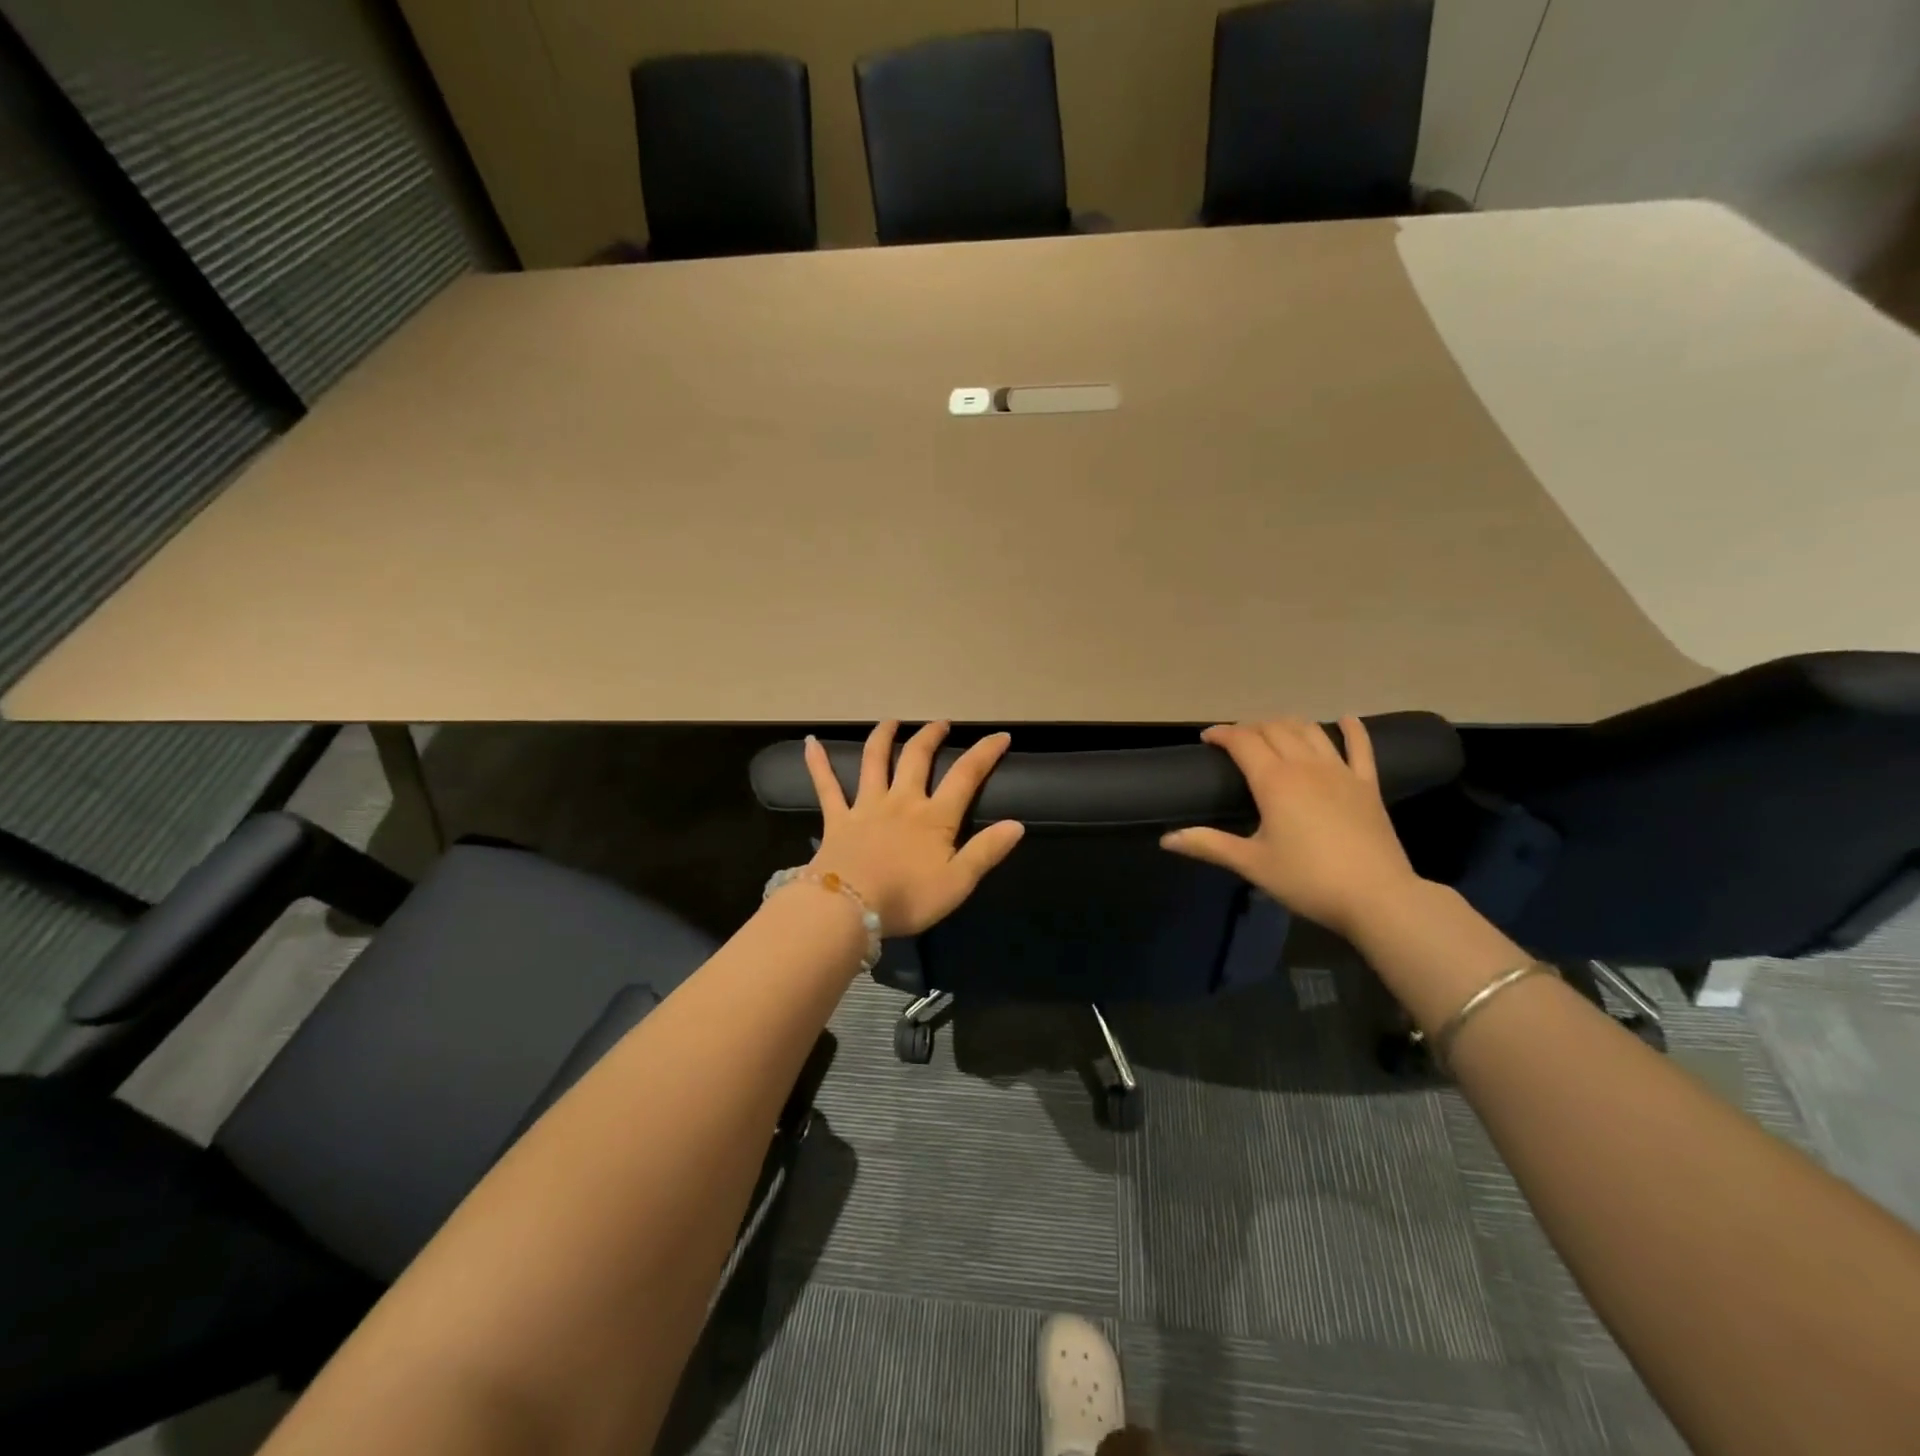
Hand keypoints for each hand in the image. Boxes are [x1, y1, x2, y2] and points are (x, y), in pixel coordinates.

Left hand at [803, 721, 1025, 936]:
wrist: (849, 908)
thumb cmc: (907, 898)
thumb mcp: (958, 882)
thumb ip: (986, 851)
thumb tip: (1016, 824)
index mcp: (934, 817)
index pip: (965, 776)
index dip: (984, 753)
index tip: (1000, 736)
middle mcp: (902, 801)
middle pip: (917, 758)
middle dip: (931, 737)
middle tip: (941, 723)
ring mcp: (866, 806)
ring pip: (874, 761)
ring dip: (883, 737)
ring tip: (891, 722)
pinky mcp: (837, 819)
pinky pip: (826, 786)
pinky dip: (818, 763)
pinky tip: (810, 743)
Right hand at [1161, 716, 1423, 939]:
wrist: (1377, 897)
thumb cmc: (1307, 880)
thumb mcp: (1252, 864)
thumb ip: (1208, 845)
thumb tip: (1166, 839)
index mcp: (1274, 781)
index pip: (1242, 741)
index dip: (1222, 734)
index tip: (1207, 738)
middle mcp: (1305, 766)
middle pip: (1274, 729)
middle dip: (1251, 727)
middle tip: (1235, 740)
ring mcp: (1340, 772)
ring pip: (1310, 731)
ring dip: (1288, 723)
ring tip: (1273, 730)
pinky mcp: (1367, 785)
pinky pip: (1360, 748)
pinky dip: (1353, 729)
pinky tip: (1347, 719)